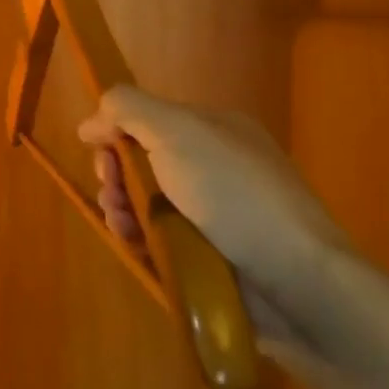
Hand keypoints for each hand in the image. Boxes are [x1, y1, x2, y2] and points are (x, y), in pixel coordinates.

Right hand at [78, 86, 352, 361]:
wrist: (296, 279)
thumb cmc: (233, 193)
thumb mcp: (177, 131)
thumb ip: (128, 109)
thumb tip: (92, 121)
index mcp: (213, 130)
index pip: (149, 120)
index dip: (116, 130)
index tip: (95, 147)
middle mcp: (212, 166)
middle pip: (142, 162)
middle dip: (115, 173)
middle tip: (111, 190)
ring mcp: (212, 215)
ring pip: (145, 203)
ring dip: (121, 207)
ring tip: (122, 223)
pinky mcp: (207, 257)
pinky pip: (158, 240)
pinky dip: (139, 239)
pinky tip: (134, 244)